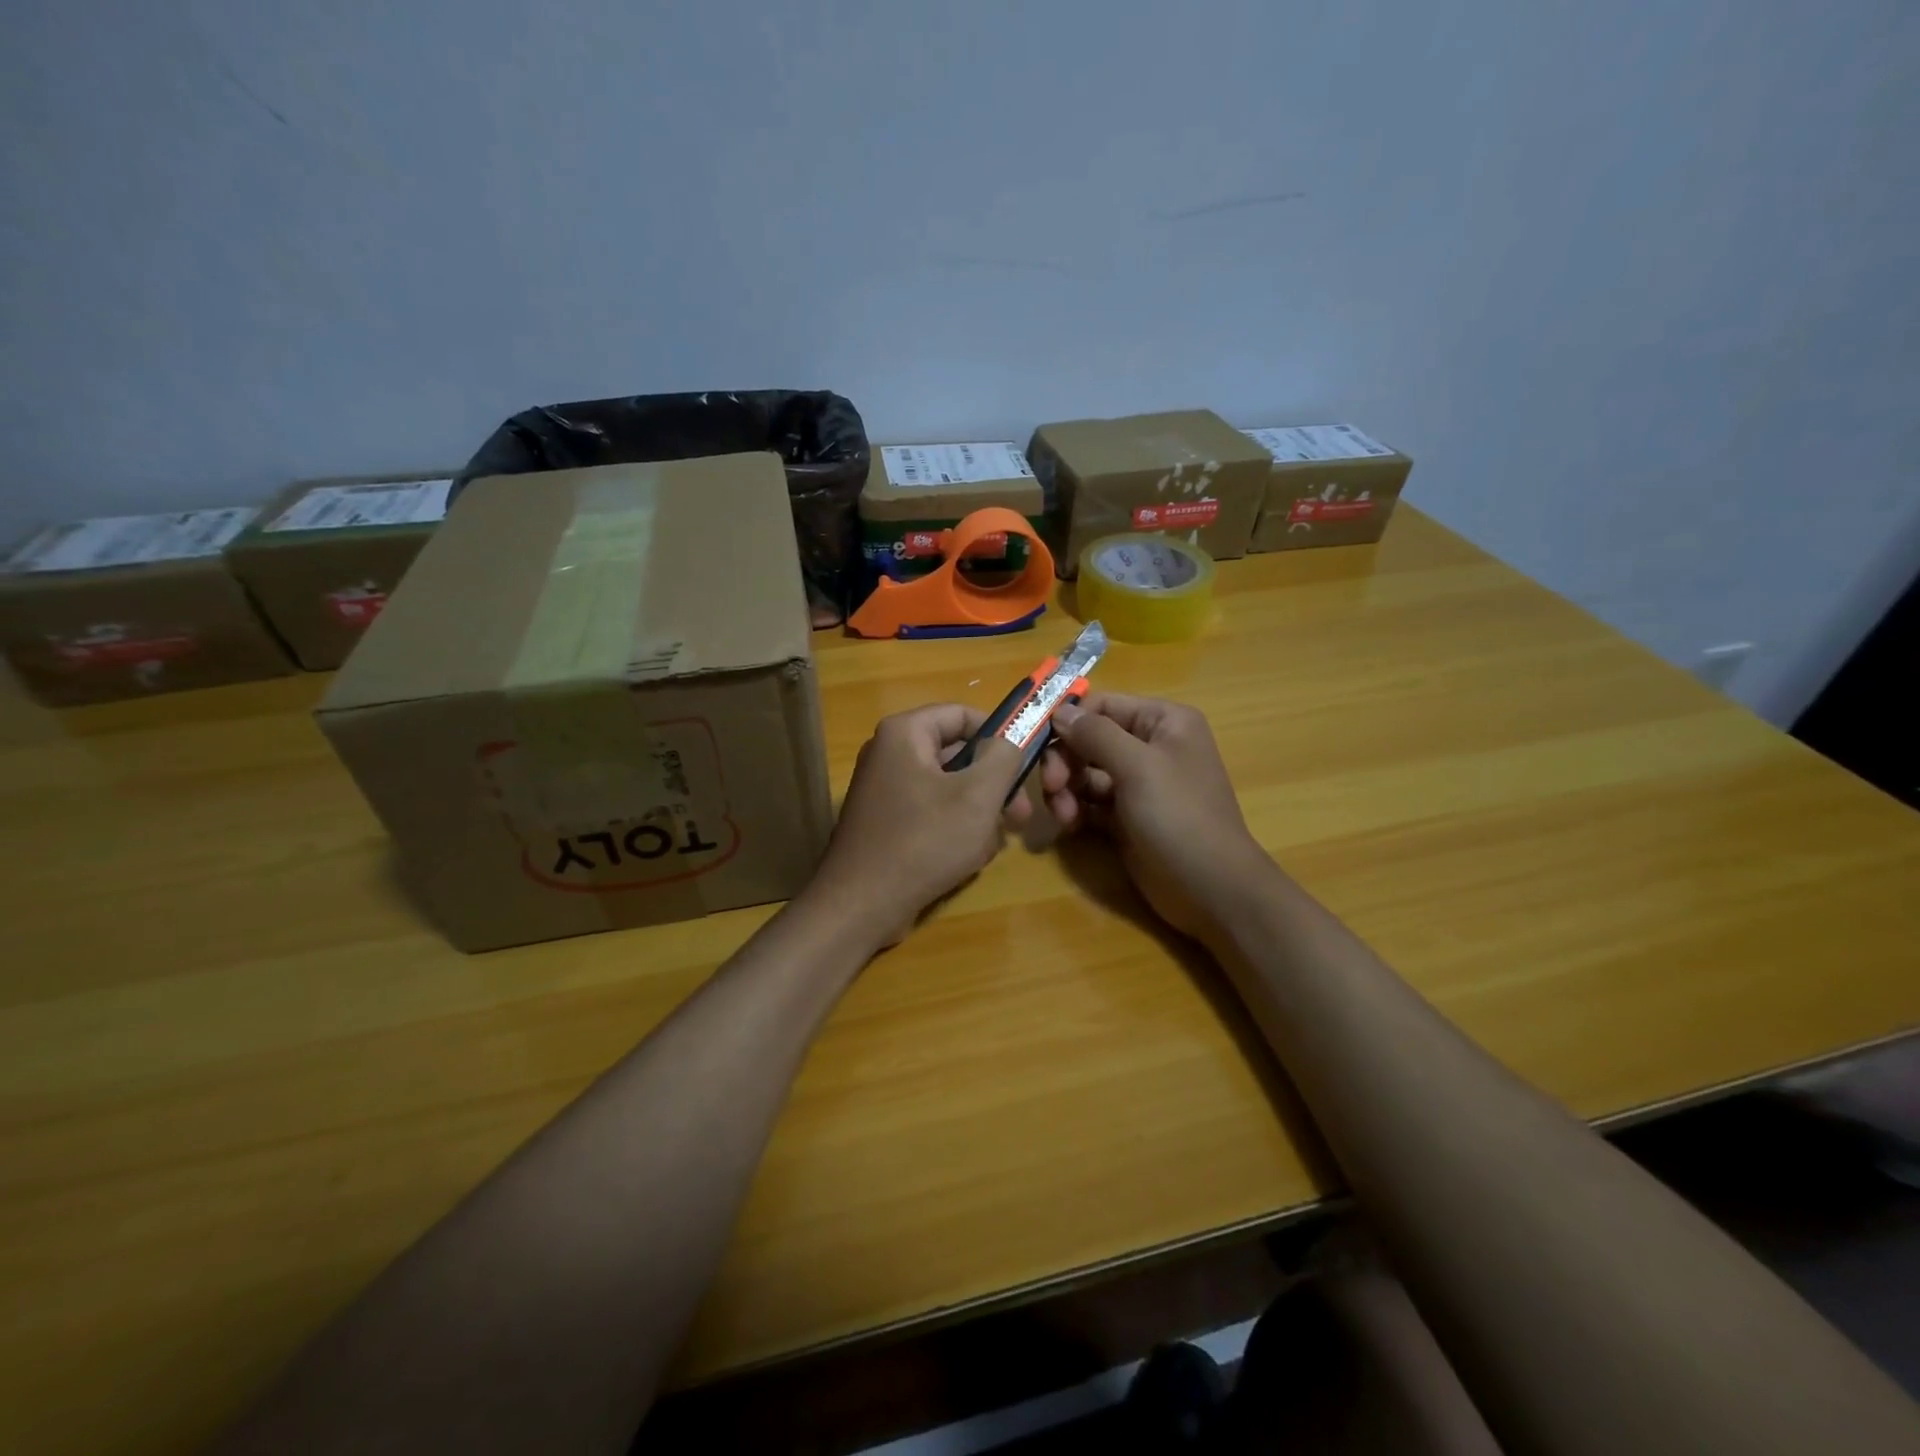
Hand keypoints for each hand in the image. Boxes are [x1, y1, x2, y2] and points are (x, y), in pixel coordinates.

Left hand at [806, 704, 1032, 948]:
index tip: (1027, 762)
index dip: (1000, 733)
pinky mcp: (887, 822)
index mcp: (905, 733)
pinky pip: (932, 812)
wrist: (862, 905)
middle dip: (993, 784)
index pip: (962, 714)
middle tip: (1021, 814)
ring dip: (978, 812)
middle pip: (958, 753)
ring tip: (992, 843)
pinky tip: (968, 857)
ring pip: (950, 787)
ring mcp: (886, 790)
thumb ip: (1003, 756)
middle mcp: (890, 753)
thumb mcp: (978, 795)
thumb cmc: (924, 841)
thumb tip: (1011, 738)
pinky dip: (955, 829)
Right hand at [1046, 694, 1275, 940]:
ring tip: (1064, 815)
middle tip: (1052, 788)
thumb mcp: (1138, 767)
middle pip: (1088, 739)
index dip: (1069, 721)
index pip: (1102, 705)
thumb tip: (1059, 710)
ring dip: (1066, 789)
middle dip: (1065, 761)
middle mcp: (1149, 746)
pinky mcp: (1125, 817)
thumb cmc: (1179, 816)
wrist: (1210, 888)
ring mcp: (1137, 784)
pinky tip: (1069, 826)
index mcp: (1163, 722)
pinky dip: (1075, 809)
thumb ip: (1095, 735)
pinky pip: (1089, 802)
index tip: (1039, 743)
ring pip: (1084, 773)